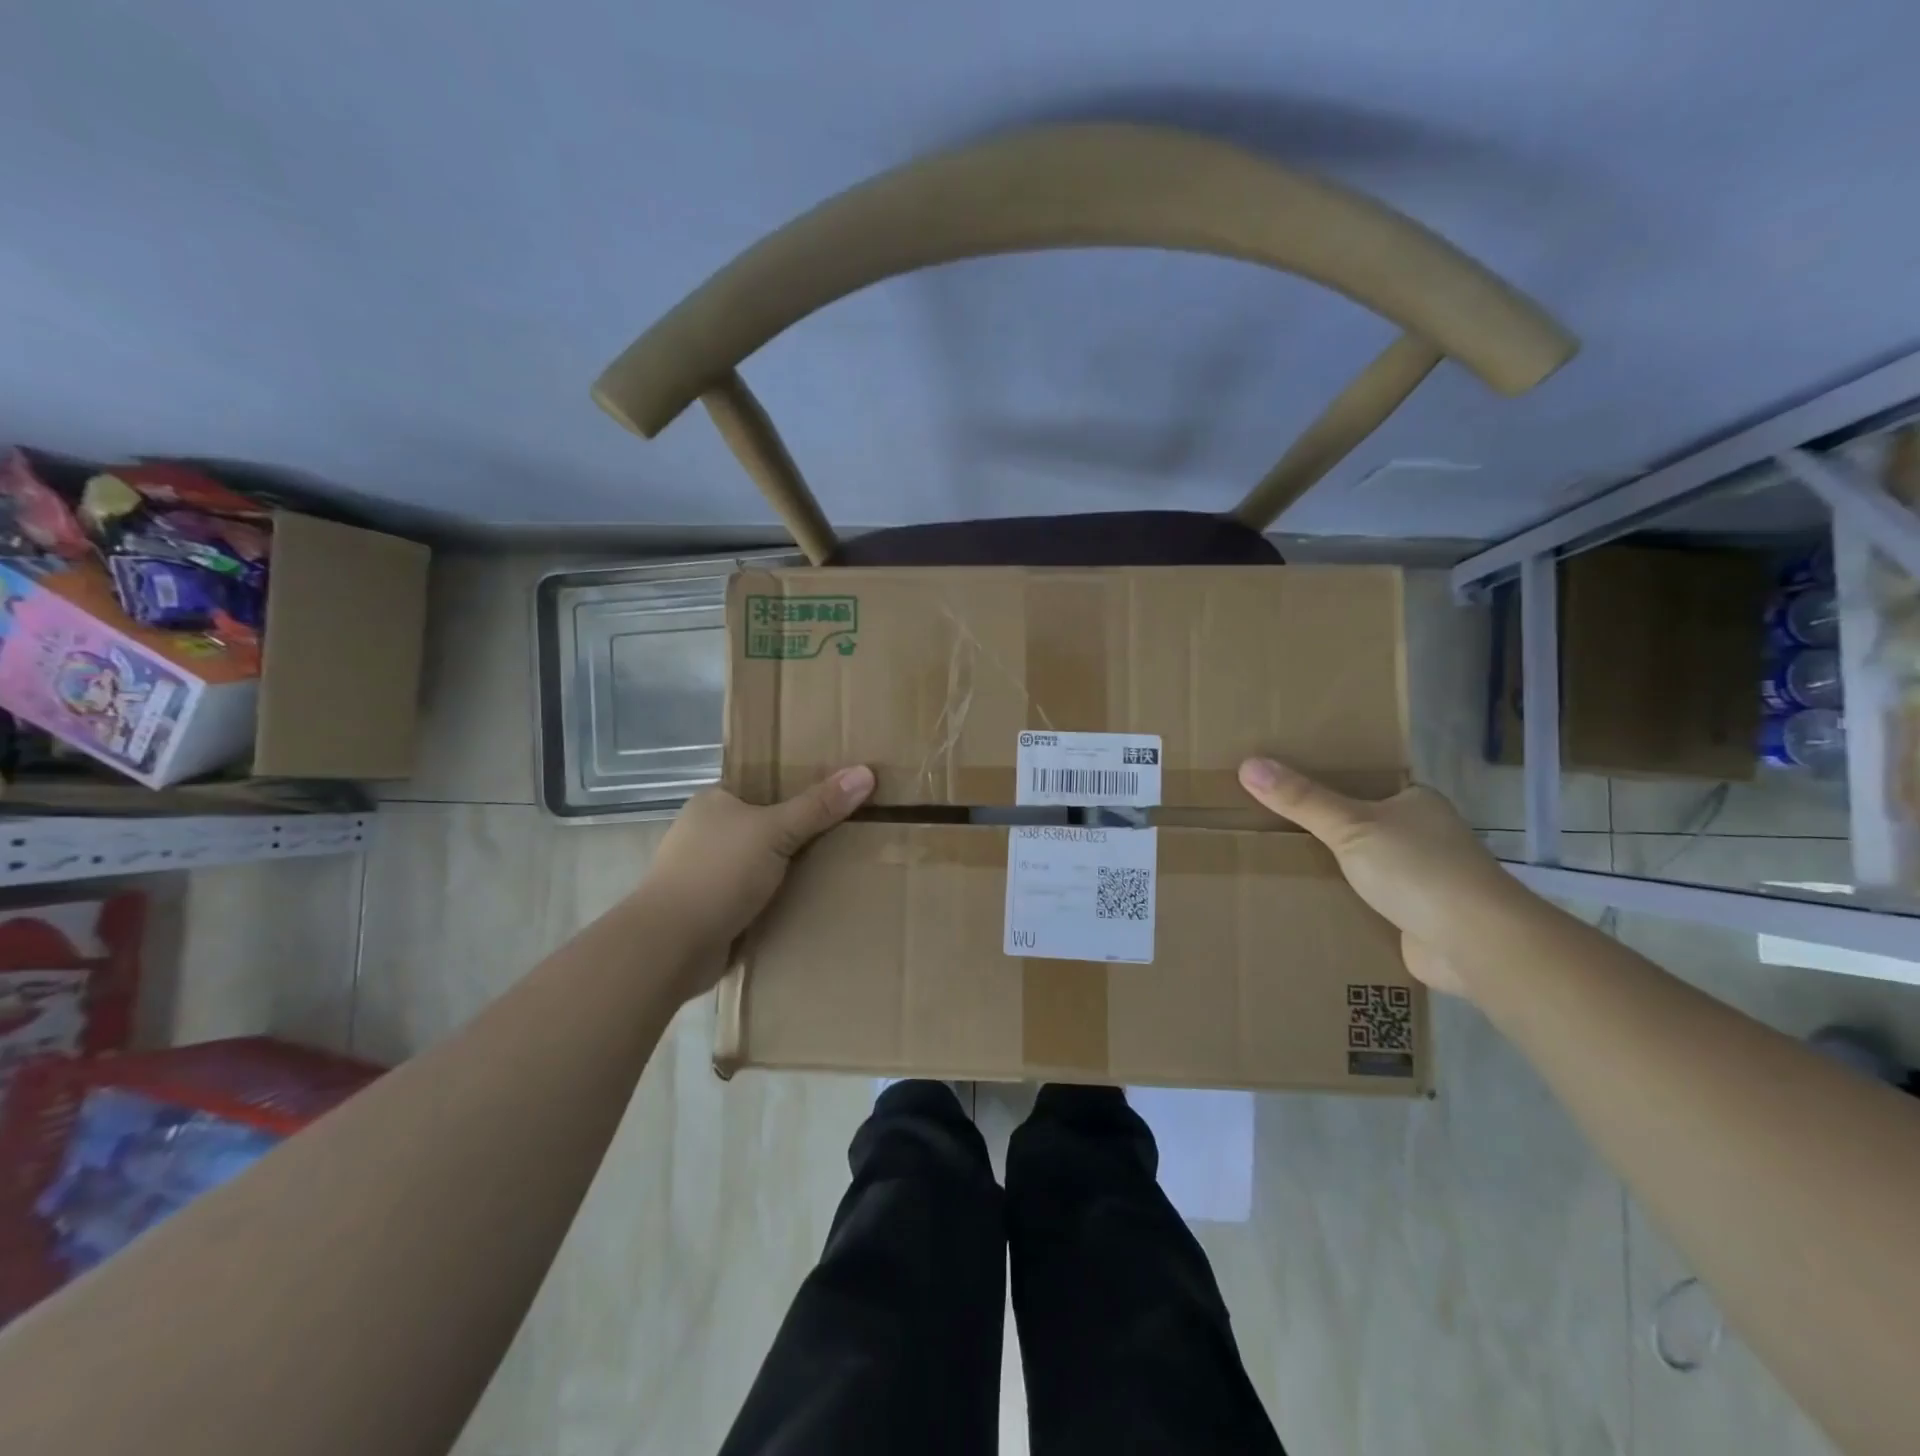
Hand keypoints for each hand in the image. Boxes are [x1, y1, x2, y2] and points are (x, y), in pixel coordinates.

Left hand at [642, 767, 874, 973]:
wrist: (670, 946)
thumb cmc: (718, 873)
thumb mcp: (775, 831)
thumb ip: (818, 806)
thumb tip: (866, 772)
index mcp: (714, 802)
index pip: (764, 785)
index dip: (800, 787)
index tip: (839, 794)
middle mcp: (707, 832)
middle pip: (767, 824)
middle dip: (801, 832)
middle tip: (850, 831)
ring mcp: (707, 873)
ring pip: (763, 863)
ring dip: (791, 870)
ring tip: (841, 866)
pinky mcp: (713, 909)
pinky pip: (757, 895)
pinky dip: (779, 898)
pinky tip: (811, 901)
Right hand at [1237, 757, 1519, 995]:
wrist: (1475, 943)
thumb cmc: (1417, 869)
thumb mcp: (1349, 826)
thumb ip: (1301, 799)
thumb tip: (1248, 764)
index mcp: (1417, 803)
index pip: (1367, 785)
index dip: (1327, 786)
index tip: (1284, 789)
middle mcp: (1425, 836)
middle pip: (1363, 826)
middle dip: (1325, 831)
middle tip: (1269, 827)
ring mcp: (1425, 879)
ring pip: (1366, 866)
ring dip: (1335, 870)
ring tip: (1278, 864)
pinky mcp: (1418, 918)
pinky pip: (1370, 902)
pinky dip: (1346, 903)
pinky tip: (1309, 903)